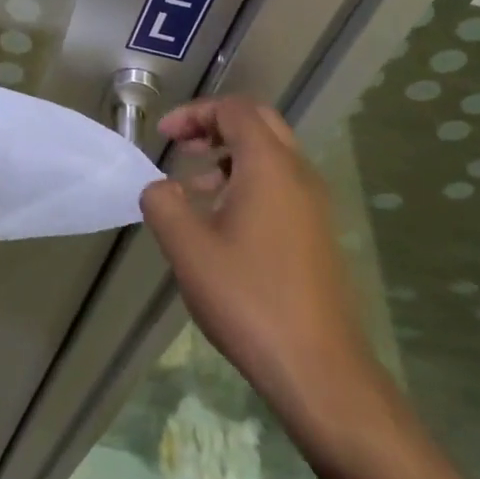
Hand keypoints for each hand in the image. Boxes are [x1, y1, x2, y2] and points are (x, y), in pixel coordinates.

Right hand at [142, 96, 385, 429]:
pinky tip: (223, 224)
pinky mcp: (319, 234)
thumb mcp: (187, 248)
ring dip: (231, 157)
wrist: (319, 369)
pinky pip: (282, 186)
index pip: (234, 110)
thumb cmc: (248, 298)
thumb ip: (163, 203)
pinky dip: (248, 183)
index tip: (163, 137)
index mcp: (270, 166)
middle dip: (216, 126)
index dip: (194, 113)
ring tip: (194, 187)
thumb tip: (161, 188)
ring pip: (272, 156)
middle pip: (259, 123)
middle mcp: (299, 175)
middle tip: (182, 146)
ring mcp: (315, 205)